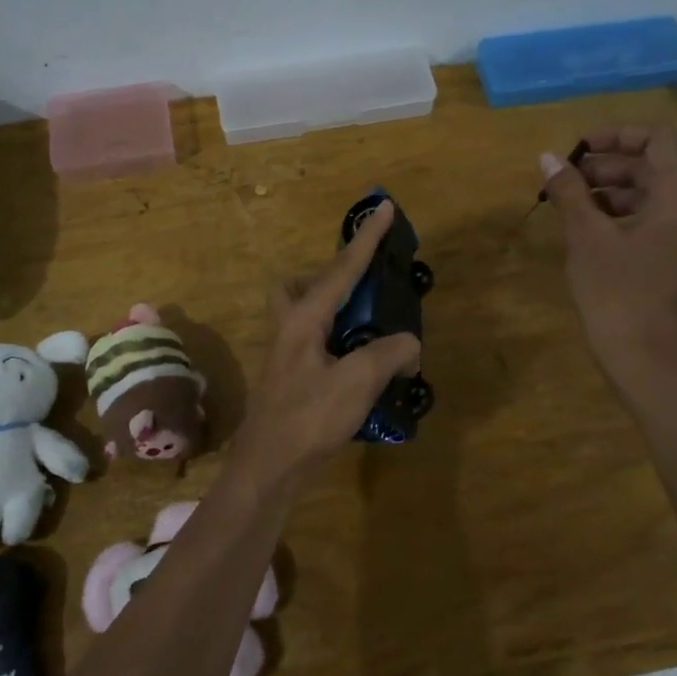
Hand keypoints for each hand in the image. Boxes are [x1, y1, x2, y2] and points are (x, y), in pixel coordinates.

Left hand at [226, 201, 422, 492]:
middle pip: (300, 285)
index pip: (342, 269)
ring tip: (373, 329)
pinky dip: (340, 342)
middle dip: (330, 276)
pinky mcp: (293, 379)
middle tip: (361, 287)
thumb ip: (389, 353)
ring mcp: (287, 355)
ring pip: (306, 314)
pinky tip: (364, 367)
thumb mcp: (358, 381)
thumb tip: (407, 344)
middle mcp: (290, 329)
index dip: (366, 239)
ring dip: (336, 311)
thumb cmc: (308, 418)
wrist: (268, 467)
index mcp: (304, 319)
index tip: (384, 208)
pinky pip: (317, 343)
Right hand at [539, 122, 676, 395]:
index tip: (577, 149)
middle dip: (609, 165)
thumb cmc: (617, 297)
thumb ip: (570, 193)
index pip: (657, 139)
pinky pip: (656, 220)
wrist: (649, 365)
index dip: (615, 134)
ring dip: (613, 190)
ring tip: (571, 204)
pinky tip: (590, 230)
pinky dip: (624, 214)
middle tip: (566, 180)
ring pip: (654, 194)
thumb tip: (548, 157)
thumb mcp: (587, 240)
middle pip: (655, 165)